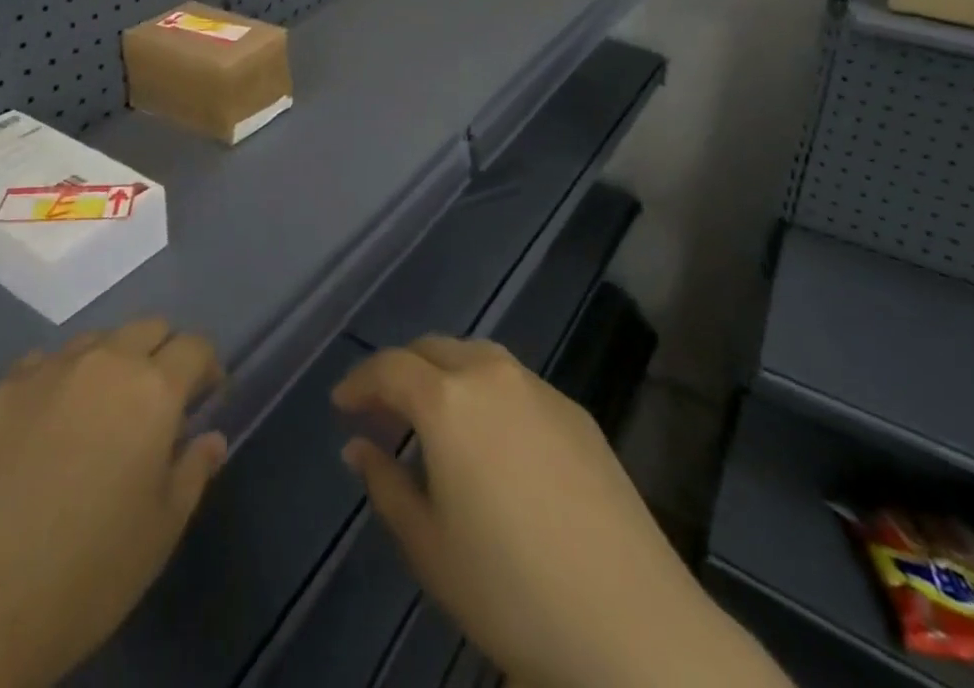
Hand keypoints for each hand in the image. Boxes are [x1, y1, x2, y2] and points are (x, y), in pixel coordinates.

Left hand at [0, 319, 226, 687]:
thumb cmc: (84, 574)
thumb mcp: (159, 534)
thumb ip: (193, 472)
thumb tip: (210, 437)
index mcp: (153, 389)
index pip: (195, 346)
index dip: (207, 367)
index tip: (206, 398)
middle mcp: (104, 361)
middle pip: (149, 326)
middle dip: (163, 353)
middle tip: (157, 403)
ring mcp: (48, 369)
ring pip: (97, 339)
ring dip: (112, 361)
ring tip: (100, 413)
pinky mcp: (1, 389)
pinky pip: (44, 363)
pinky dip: (60, 380)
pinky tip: (47, 426)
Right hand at [333, 337, 786, 687]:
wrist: (632, 625)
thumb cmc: (511, 591)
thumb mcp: (429, 546)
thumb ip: (385, 484)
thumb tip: (358, 446)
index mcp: (447, 400)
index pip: (389, 367)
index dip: (359, 382)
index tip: (341, 405)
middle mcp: (491, 374)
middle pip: (433, 349)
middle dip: (401, 372)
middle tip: (384, 411)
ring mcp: (539, 388)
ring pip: (476, 357)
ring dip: (445, 374)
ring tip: (435, 418)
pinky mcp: (576, 411)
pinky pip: (515, 382)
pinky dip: (486, 392)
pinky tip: (493, 439)